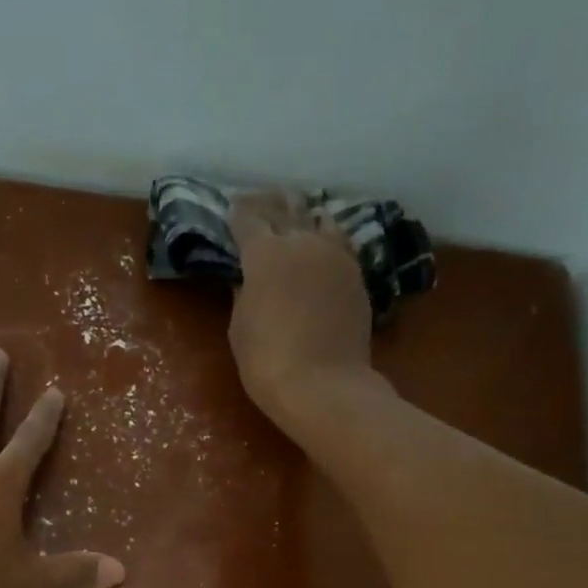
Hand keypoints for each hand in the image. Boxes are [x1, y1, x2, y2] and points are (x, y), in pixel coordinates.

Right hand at [227, 192, 377, 423]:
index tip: (231, 210)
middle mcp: (303, 242)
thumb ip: (242, 295)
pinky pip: (339, 242)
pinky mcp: (356, 275)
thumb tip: (246, 280)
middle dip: (268, 203)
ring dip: (303, 214)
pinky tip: (322, 242)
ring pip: (319, 219)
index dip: (237, 214)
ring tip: (295, 215)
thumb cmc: (267, 361)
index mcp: (265, 253)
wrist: (323, 385)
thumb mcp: (240, 328)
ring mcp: (335, 256)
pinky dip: (326, 236)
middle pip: (285, 208)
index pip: (247, 220)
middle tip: (258, 202)